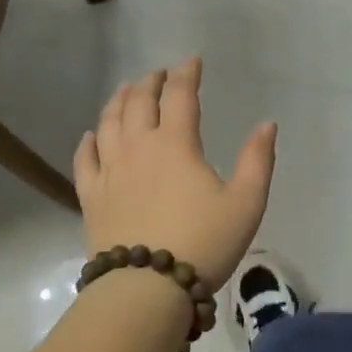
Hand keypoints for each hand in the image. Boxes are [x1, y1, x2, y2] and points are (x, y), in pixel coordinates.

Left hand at [75, 57, 276, 291]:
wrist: (147, 289)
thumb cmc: (204, 243)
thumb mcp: (246, 203)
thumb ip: (258, 160)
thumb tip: (267, 125)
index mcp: (176, 144)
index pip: (180, 96)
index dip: (187, 74)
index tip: (192, 62)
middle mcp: (138, 147)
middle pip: (139, 102)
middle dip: (151, 82)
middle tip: (159, 74)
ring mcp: (110, 171)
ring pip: (108, 123)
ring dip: (119, 101)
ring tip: (126, 91)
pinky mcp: (91, 196)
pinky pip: (84, 159)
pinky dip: (88, 141)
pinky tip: (91, 135)